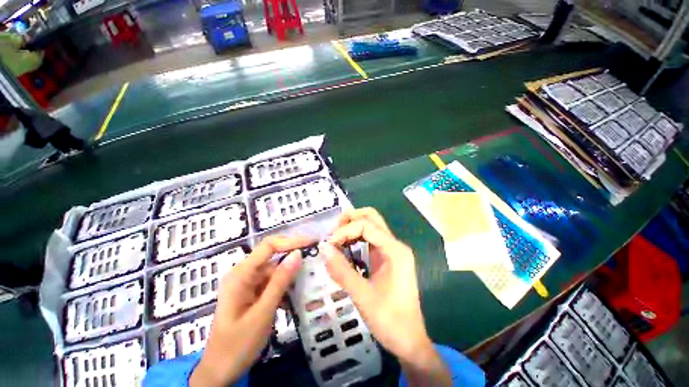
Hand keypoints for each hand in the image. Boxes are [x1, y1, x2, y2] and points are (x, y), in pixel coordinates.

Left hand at [190, 235, 311, 386]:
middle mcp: (239, 277)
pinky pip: (266, 291)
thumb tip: (297, 255)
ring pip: (270, 278)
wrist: (221, 366)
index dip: (291, 241)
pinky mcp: (246, 301)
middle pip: (269, 261)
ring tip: (313, 286)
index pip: (267, 247)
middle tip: (320, 270)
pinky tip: (296, 303)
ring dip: (288, 282)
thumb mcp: (263, 313)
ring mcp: (242, 290)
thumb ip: (279, 284)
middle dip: (293, 264)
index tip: (315, 242)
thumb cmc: (239, 342)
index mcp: (239, 275)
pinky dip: (281, 295)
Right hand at [321, 208, 451, 386]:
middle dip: (350, 222)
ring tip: (331, 244)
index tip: (326, 246)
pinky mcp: (388, 268)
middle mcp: (396, 249)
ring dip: (352, 233)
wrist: (407, 339)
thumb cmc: (388, 318)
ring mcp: (393, 258)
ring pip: (372, 233)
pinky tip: (342, 256)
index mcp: (396, 251)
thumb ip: (342, 270)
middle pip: (373, 221)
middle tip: (329, 236)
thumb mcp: (362, 295)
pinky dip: (356, 246)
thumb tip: (322, 247)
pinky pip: (371, 248)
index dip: (344, 231)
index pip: (367, 225)